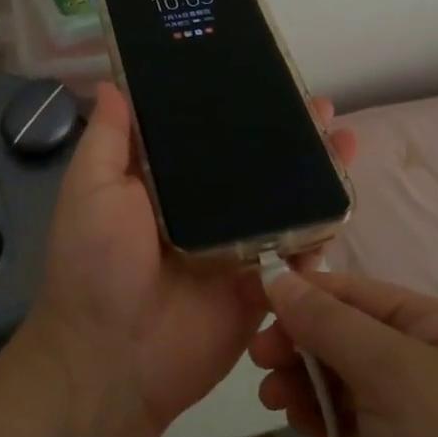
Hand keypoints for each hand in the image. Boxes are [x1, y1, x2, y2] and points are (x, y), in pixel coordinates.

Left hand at [24, 82, 358, 436]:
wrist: (114, 359)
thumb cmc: (95, 264)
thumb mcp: (91, 189)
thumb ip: (109, 139)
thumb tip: (111, 82)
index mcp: (166, 184)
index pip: (207, 135)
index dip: (236, 107)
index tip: (264, 77)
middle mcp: (206, 209)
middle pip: (255, 164)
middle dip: (288, 135)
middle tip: (319, 107)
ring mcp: (238, 246)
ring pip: (283, 201)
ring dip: (315, 172)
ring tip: (344, 140)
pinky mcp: (262, 283)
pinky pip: (298, 251)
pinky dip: (323, 226)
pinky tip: (346, 195)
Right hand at [251, 269, 437, 436]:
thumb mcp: (390, 371)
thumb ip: (330, 323)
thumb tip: (277, 278)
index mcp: (436, 326)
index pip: (357, 293)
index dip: (305, 294)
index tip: (254, 307)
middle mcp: (424, 360)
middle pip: (345, 333)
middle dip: (301, 341)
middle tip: (259, 360)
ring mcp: (410, 411)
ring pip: (340, 376)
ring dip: (303, 379)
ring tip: (272, 398)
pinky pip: (345, 416)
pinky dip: (319, 414)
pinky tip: (298, 422)